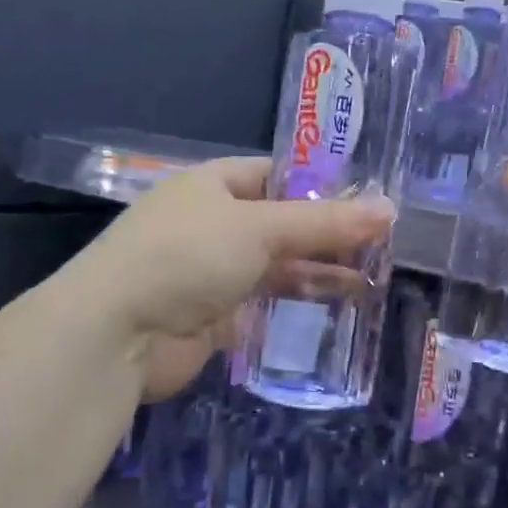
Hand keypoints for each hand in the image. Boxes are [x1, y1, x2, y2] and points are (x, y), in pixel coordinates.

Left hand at [82, 157, 392, 399]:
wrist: (117, 333)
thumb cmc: (187, 256)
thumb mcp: (261, 228)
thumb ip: (325, 222)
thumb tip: (390, 208)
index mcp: (215, 185)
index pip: (278, 174)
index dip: (323, 184)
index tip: (371, 199)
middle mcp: (215, 222)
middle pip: (284, 221)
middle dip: (330, 232)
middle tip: (385, 242)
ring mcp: (214, 270)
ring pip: (280, 263)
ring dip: (322, 268)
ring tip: (377, 275)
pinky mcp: (218, 313)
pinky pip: (268, 300)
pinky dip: (302, 299)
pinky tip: (342, 302)